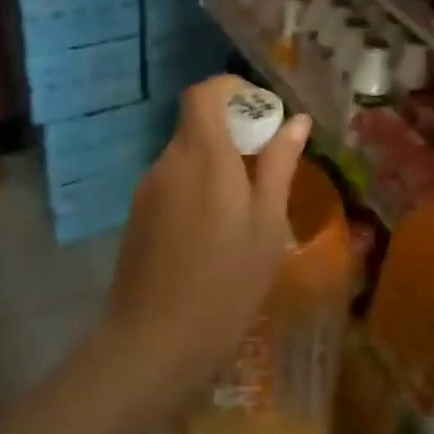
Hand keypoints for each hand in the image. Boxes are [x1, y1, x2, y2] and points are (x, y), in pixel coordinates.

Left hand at [102, 75, 312, 413]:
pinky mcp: (137, 215)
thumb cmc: (226, 284)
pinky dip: (196, 190)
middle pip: (196, 124)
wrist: (153, 342)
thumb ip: (279, 166)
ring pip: (186, 156)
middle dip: (231, 134)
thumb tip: (296, 122)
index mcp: (204, 156)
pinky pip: (172, 183)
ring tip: (243, 212)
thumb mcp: (266, 225)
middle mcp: (170, 161)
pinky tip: (212, 235)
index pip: (204, 93)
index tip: (260, 115)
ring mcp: (148, 189)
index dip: (231, 91)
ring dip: (215, 165)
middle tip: (265, 170)